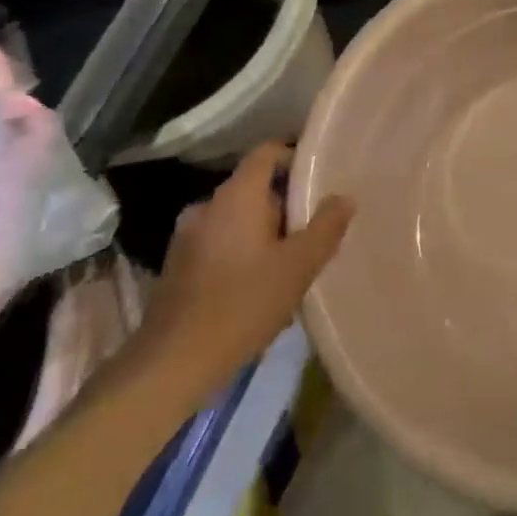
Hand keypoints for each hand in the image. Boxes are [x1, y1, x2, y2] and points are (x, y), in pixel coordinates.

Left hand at [135, 141, 354, 404]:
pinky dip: (243, 252)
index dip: (295, 157)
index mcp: (236, 196)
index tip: (321, 180)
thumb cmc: (244, 304)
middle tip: (315, 232)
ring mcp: (188, 236)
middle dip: (286, 205)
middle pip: (255, 188)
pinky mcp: (178, 265)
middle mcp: (207, 206)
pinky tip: (260, 288)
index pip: (267, 153)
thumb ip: (326, 227)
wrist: (173, 363)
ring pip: (238, 219)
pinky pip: (221, 243)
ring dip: (266, 233)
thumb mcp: (299, 265)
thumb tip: (343, 197)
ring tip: (292, 264)